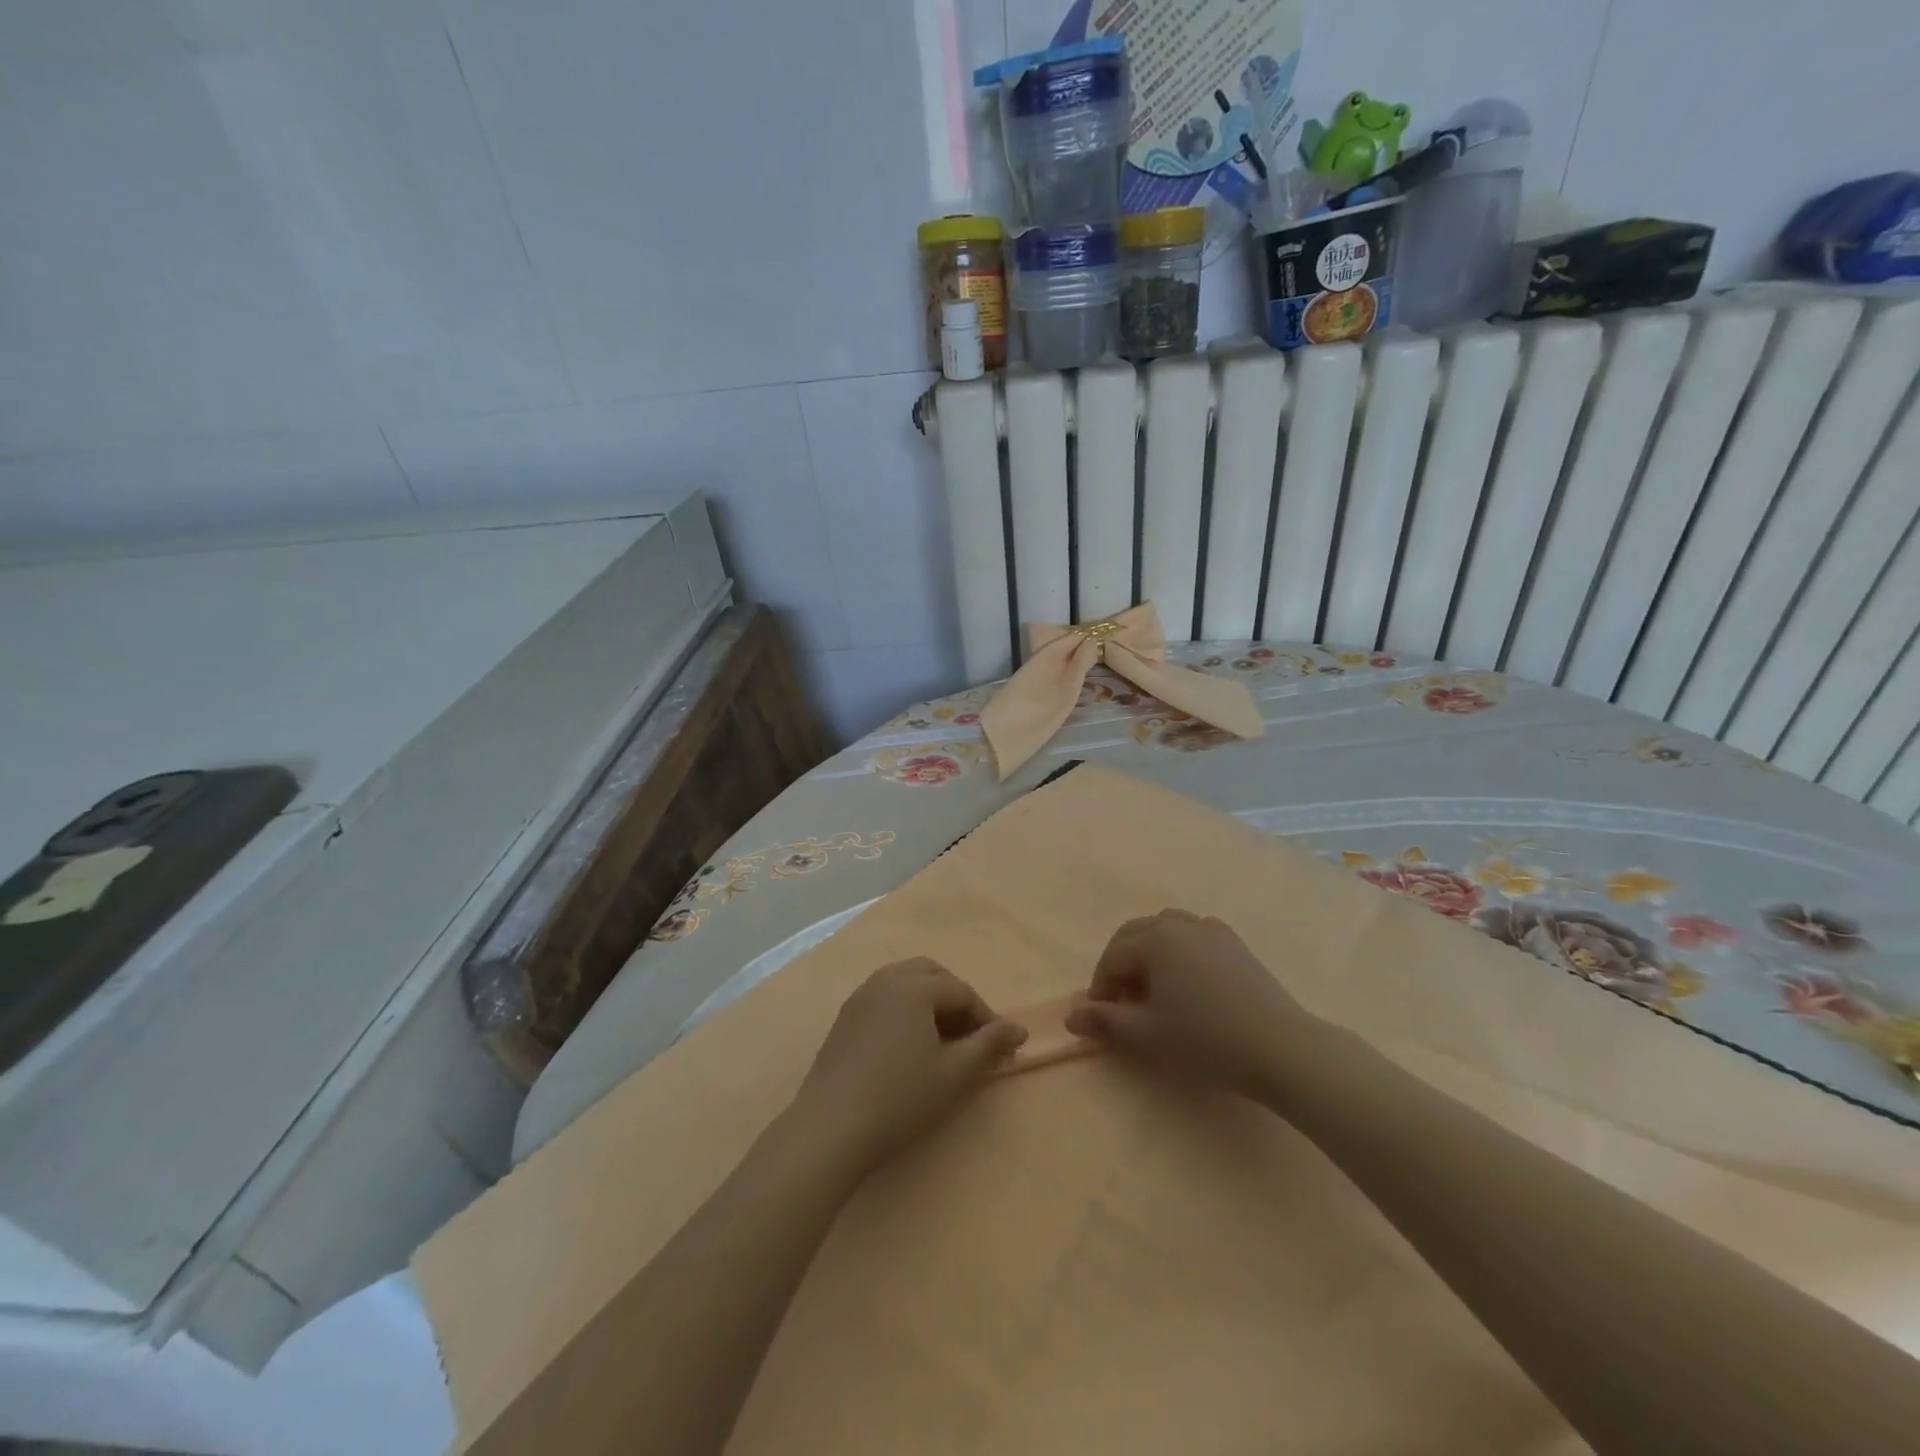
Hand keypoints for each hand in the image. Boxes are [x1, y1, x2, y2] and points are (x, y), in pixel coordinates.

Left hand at [788, 959, 1026, 1175]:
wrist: (829, 1128)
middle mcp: (885, 979)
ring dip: (930, 1002)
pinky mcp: (845, 1018)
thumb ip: (988, 1045)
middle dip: (956, 998)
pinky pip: (885, 998)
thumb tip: (1019, 1029)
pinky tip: (909, 1045)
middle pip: (931, 974)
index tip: (1001, 1046)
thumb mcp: (953, 1074)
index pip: (961, 991)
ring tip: (943, 1040)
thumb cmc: (899, 1098)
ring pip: (905, 982)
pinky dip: (906, 1009)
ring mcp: (860, 997)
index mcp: (913, 986)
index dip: (986, 1017)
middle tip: (971, 1035)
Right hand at [1065, 909, 1311, 1099]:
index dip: (1100, 988)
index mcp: (1154, 941)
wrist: (1280, 1048)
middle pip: (1135, 934)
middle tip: (1121, 1000)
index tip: (1101, 1018)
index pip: (1112, 958)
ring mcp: (1211, 930)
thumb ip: (1105, 1022)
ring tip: (1152, 984)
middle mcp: (1179, 924)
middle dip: (1120, 963)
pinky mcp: (1235, 943)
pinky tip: (1188, 976)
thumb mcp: (1147, 1036)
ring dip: (1149, 950)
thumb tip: (1071, 1017)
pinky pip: (1195, 933)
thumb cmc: (1205, 1040)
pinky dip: (1180, 947)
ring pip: (1166, 927)